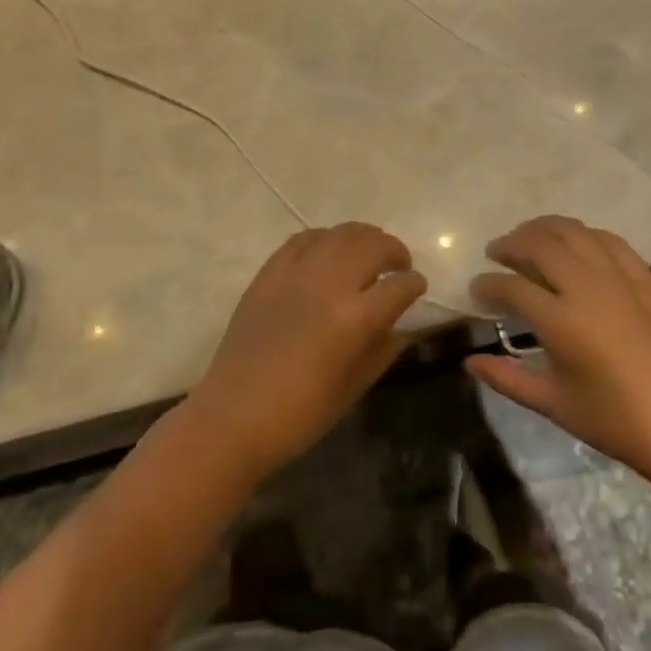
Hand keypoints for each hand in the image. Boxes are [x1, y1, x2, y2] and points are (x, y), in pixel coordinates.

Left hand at [183, 224, 426, 483]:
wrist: (233, 417)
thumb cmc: (299, 415)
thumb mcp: (353, 388)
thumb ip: (382, 351)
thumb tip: (402, 328)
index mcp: (355, 319)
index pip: (399, 286)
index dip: (414, 284)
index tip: (417, 286)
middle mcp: (329, 285)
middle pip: (372, 245)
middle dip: (394, 251)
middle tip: (398, 264)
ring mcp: (296, 273)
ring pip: (339, 234)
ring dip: (363, 237)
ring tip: (369, 250)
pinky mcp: (269, 273)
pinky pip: (303, 239)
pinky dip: (324, 238)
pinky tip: (329, 250)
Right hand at [466, 215, 650, 487]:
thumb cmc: (613, 421)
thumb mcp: (553, 403)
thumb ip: (506, 378)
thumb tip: (469, 361)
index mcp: (562, 322)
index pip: (511, 287)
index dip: (487, 285)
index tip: (476, 289)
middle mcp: (588, 288)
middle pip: (539, 244)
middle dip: (510, 244)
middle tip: (496, 253)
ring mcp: (620, 279)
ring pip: (573, 232)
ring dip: (543, 229)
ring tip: (527, 238)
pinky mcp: (645, 278)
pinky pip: (608, 240)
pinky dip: (583, 234)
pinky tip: (573, 244)